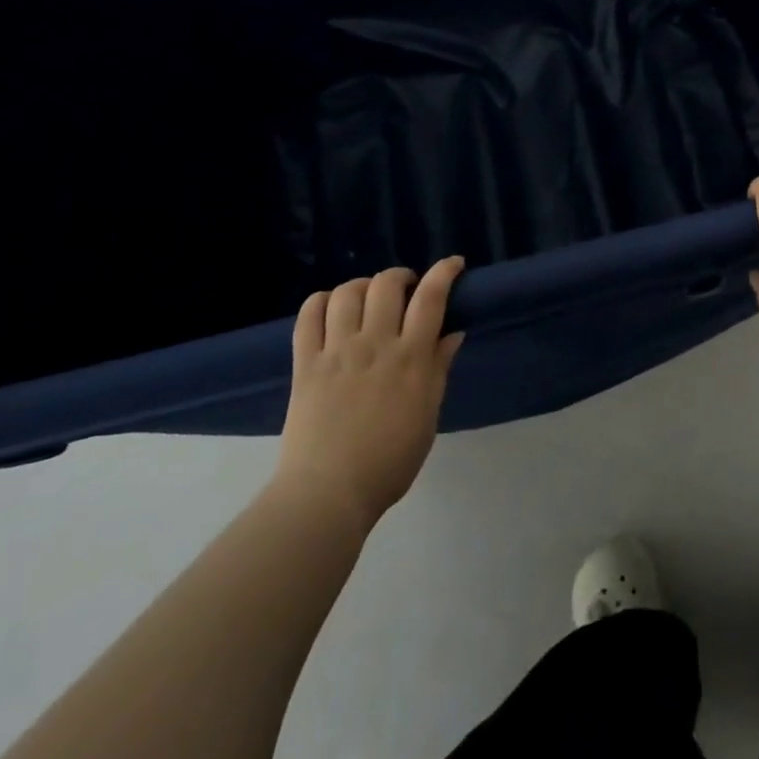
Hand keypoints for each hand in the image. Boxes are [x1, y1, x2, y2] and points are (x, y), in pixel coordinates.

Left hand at [269, 259, 465, 533]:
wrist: (329, 494)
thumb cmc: (390, 461)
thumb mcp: (428, 415)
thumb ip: (439, 368)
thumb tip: (453, 332)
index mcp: (410, 358)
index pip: (431, 297)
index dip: (444, 272)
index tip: (453, 264)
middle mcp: (374, 344)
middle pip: (387, 284)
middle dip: (401, 276)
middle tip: (406, 290)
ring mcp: (336, 351)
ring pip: (347, 293)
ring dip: (362, 285)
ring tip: (368, 298)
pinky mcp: (305, 364)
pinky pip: (308, 316)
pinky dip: (321, 301)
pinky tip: (331, 308)